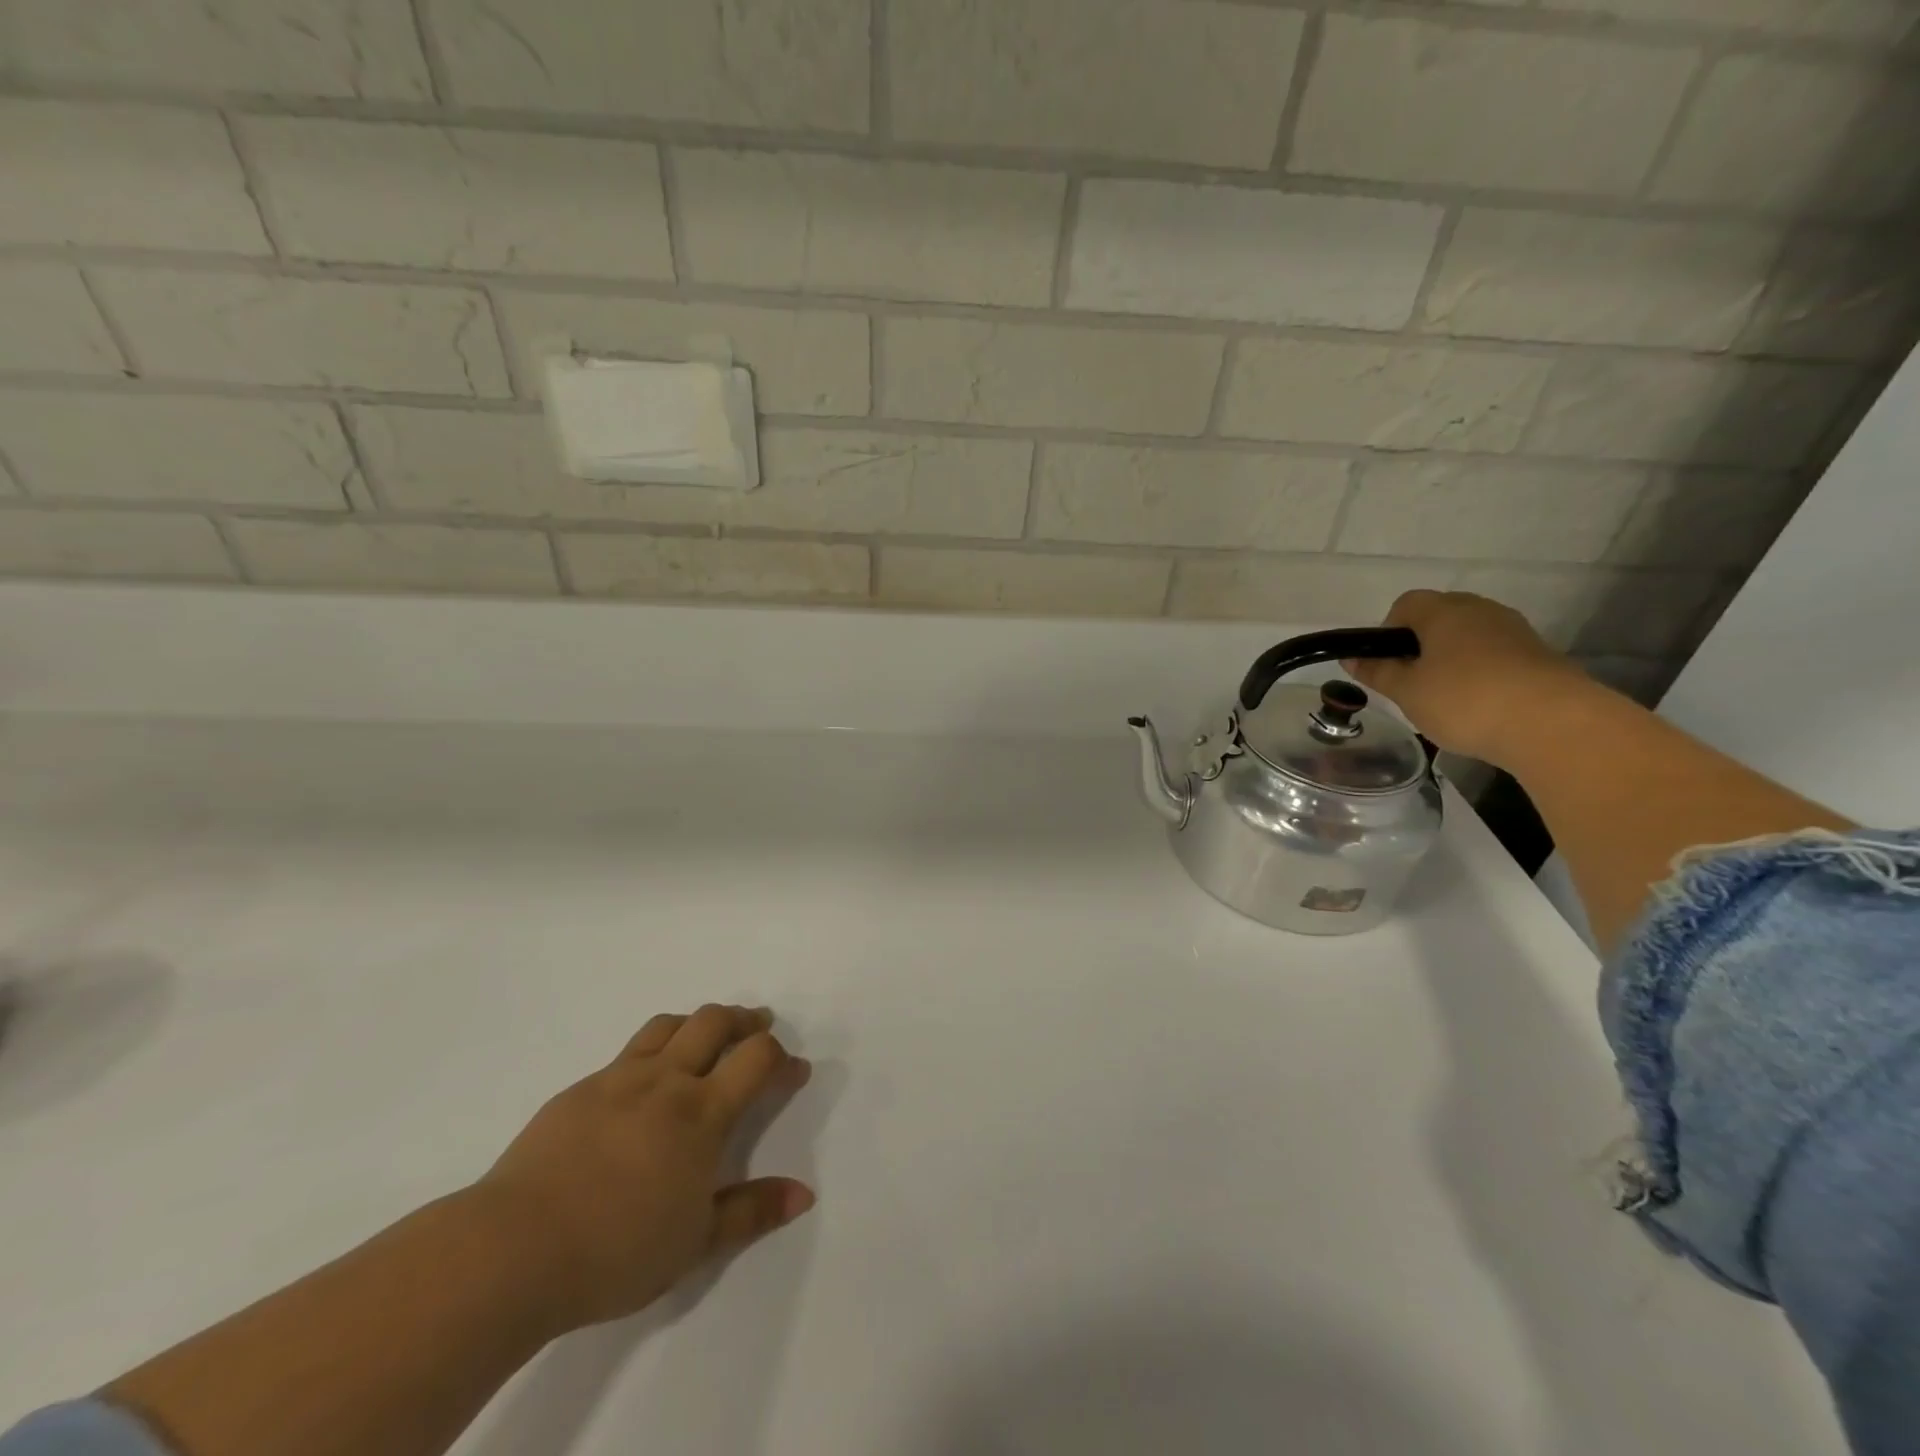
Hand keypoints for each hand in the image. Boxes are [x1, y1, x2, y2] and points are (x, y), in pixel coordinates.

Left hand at [469, 1005, 813, 1334]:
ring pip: (669, 1025)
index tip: (795, 1072)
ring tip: (707, 1036)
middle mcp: (665, 1081)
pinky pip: (628, 1052)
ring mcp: (619, 1079)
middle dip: (745, 1019)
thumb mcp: (696, 1243)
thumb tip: (804, 1194)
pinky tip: (645, 1082)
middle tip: (759, 1027)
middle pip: (715, 1022)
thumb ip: (752, 1211)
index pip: (757, 1059)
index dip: (783, 1058)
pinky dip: (654, 1049)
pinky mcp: (580, 1090)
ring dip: (699, 1021)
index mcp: (701, 1112)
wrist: (512, 1249)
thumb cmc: (615, 1251)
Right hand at [1344, 591, 1598, 767]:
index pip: (1406, 604)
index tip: (1387, 664)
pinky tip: (1479, 706)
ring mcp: (1514, 630)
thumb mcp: (1407, 692)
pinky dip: (1481, 674)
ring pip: (1468, 637)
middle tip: (1412, 684)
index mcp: (1443, 611)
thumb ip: (1377, 672)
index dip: (1388, 631)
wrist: (1552, 724)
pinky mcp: (1538, 654)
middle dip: (1420, 646)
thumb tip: (1352, 658)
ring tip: (1446, 699)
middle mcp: (1480, 610)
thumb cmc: (1464, 700)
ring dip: (1451, 660)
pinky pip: (1495, 655)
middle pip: (1439, 618)